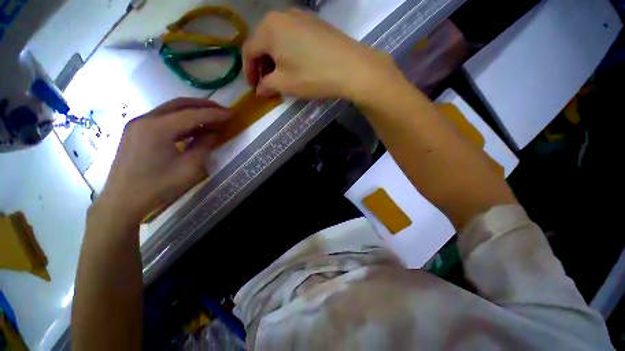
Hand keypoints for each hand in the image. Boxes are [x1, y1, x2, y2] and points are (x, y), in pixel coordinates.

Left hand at [95, 98, 231, 224]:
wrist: (123, 200)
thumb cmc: (159, 185)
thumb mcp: (190, 167)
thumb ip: (204, 145)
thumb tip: (212, 132)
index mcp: (158, 128)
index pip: (192, 114)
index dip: (215, 113)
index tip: (232, 113)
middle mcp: (146, 119)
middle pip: (179, 104)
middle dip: (204, 105)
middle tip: (222, 111)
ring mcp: (138, 123)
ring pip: (171, 110)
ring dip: (193, 112)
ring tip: (211, 118)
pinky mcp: (136, 131)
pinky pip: (163, 119)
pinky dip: (181, 120)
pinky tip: (193, 128)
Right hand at [243, 9, 401, 101]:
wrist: (351, 67)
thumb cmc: (312, 76)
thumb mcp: (285, 84)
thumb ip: (267, 85)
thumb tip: (259, 89)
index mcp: (269, 28)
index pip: (249, 50)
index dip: (248, 71)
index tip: (253, 87)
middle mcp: (282, 16)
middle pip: (263, 42)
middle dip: (262, 65)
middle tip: (266, 84)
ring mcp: (300, 16)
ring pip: (278, 39)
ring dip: (275, 59)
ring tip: (280, 76)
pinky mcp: (315, 23)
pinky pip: (293, 37)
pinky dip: (288, 52)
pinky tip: (295, 65)